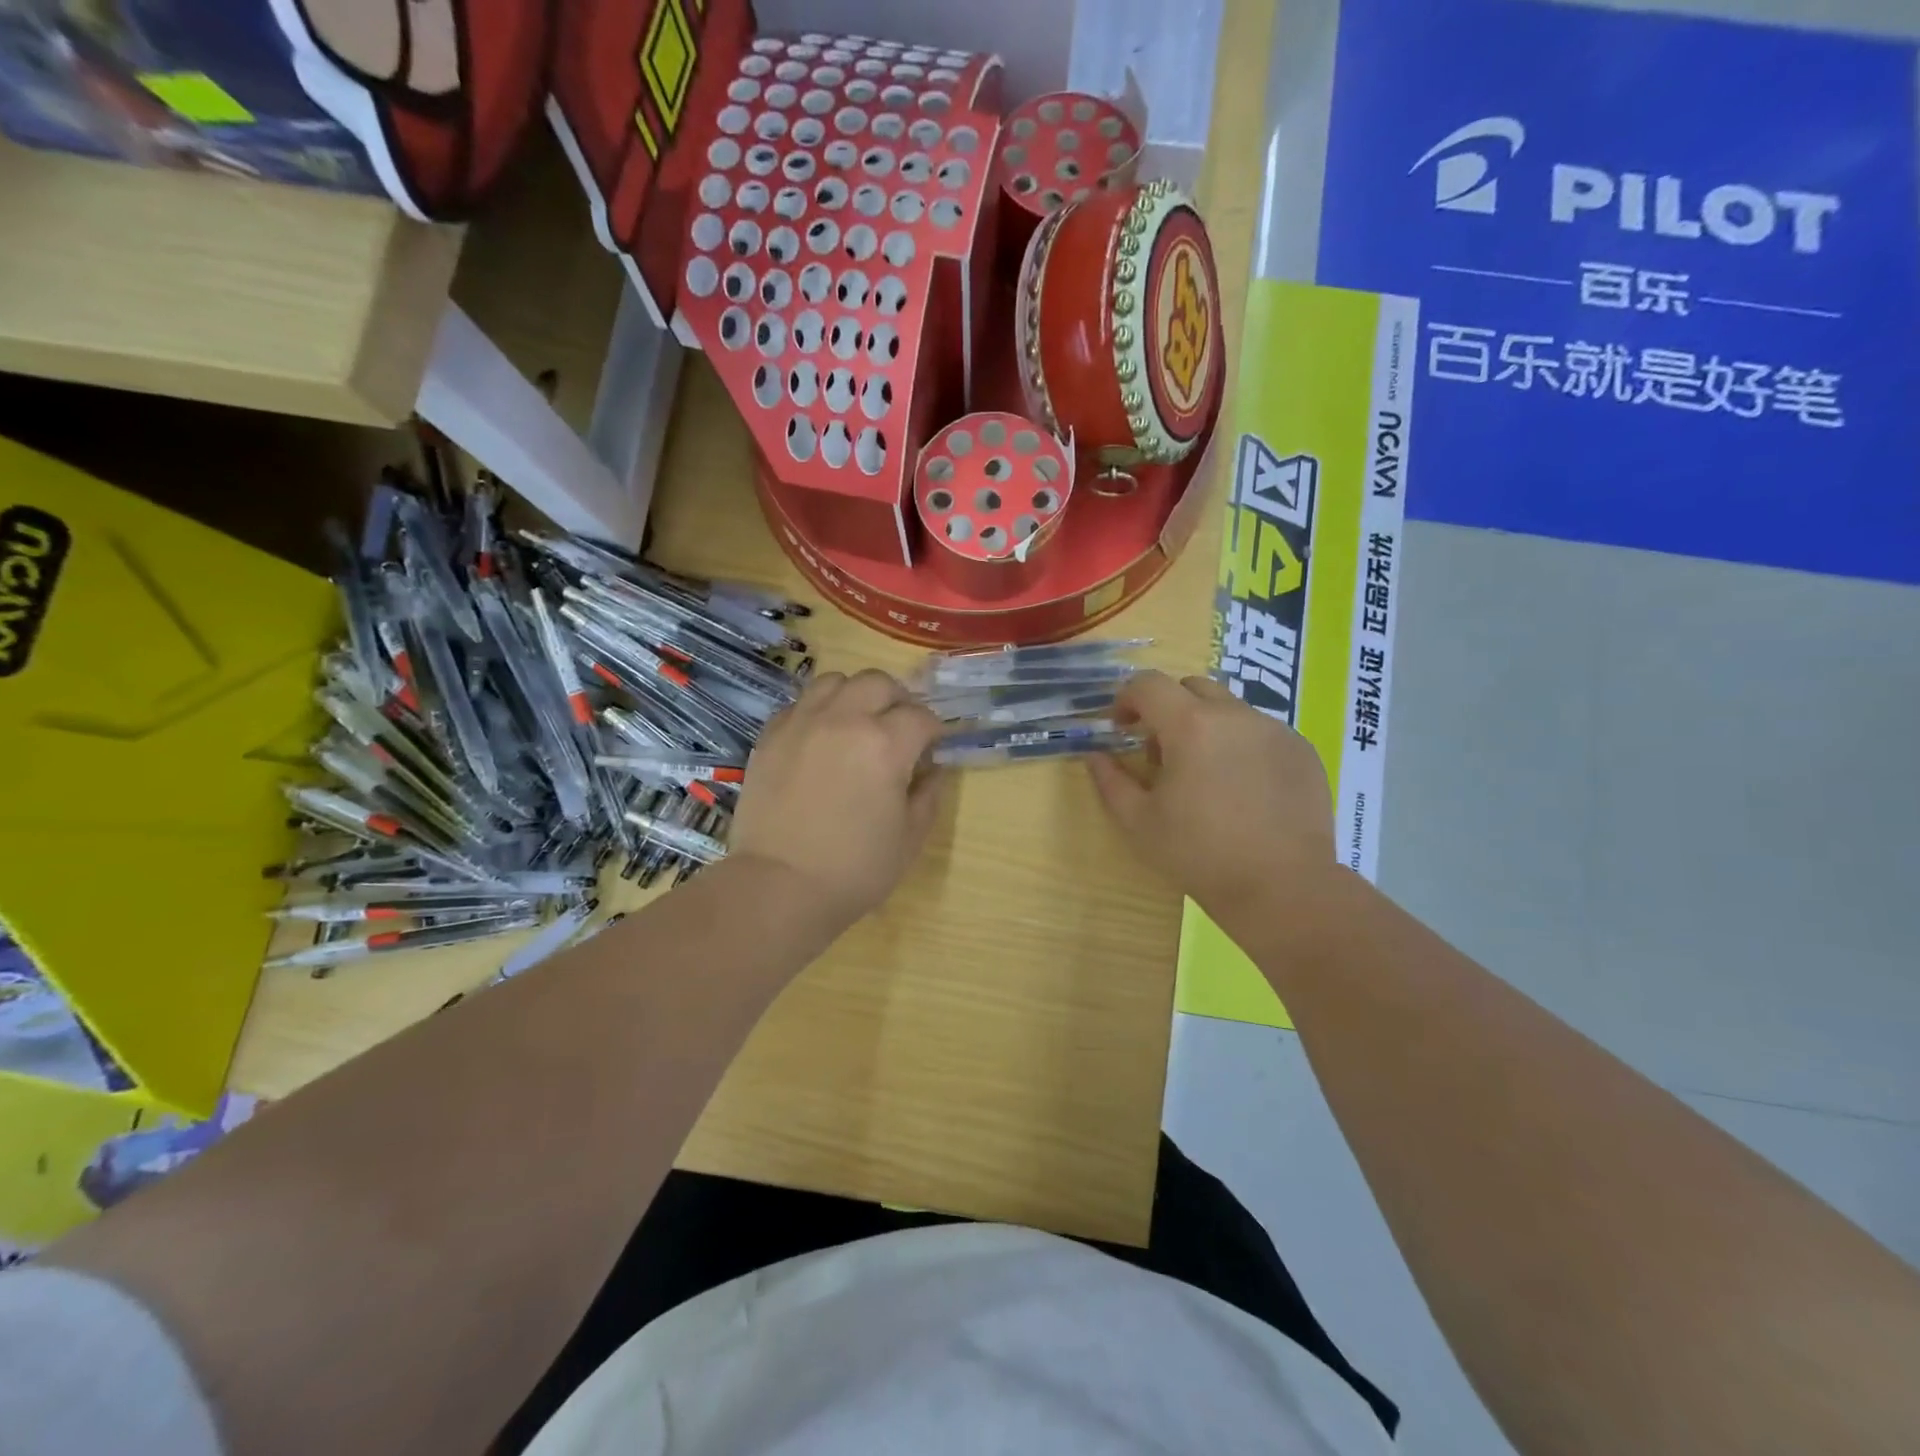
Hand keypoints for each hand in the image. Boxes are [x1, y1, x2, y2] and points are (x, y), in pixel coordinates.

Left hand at [730, 669, 945, 926]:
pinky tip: (821, 738)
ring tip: (857, 724)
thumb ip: (928, 794)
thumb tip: (932, 769)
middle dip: (897, 700)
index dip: (933, 731)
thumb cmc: (855, 868)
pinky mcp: (771, 736)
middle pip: (878, 682)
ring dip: (855, 696)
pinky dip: (818, 711)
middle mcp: (844, 720)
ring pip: (835, 681)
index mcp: (886, 744)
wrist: (780, 886)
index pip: (920, 716)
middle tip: (899, 729)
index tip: (933, 748)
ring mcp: (802, 723)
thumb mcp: (910, 837)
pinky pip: (800, 703)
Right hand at [1087, 671, 1339, 918]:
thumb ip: (1110, 781)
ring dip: (1207, 727)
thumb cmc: (1199, 855)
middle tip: (1162, 752)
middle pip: (1191, 688)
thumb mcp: (1139, 823)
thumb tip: (1096, 756)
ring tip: (1206, 775)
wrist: (1282, 888)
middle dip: (1168, 708)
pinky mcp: (1302, 751)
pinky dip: (1242, 746)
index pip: (1148, 684)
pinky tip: (1243, 790)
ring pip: (1229, 709)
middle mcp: (1235, 715)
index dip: (1126, 699)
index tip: (1121, 728)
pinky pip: (1262, 732)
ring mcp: (1275, 730)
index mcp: (1191, 726)